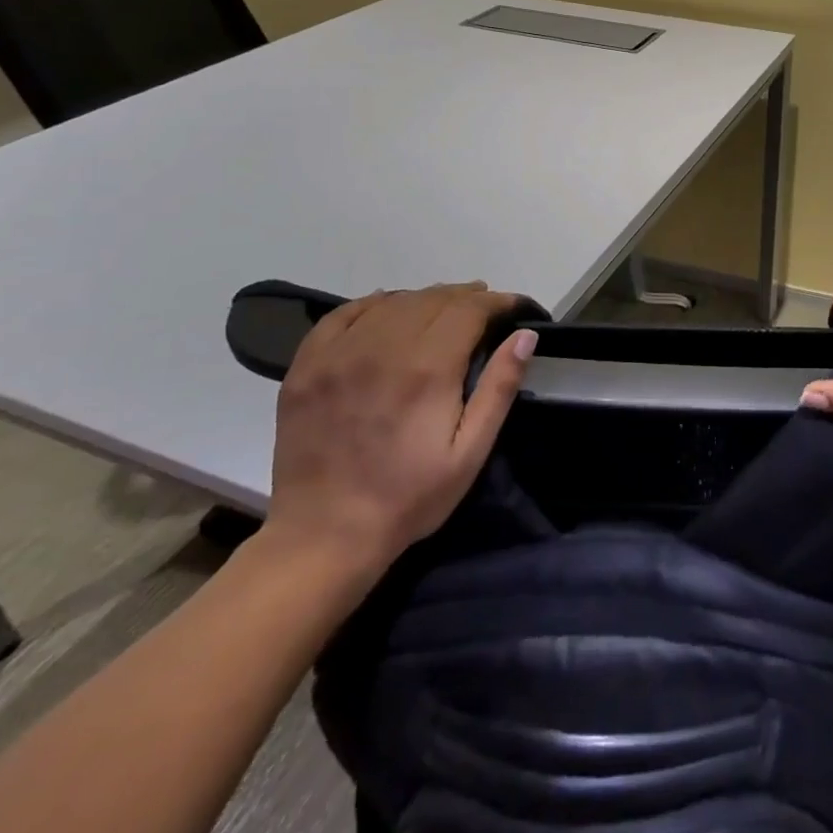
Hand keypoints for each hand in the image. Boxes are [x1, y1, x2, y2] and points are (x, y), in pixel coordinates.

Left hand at [262, 283, 533, 580]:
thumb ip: (499, 387)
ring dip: (425, 298)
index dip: (496, 302)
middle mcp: (382, 349)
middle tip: (485, 306)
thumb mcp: (471, 451)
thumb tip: (526, 335)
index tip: (513, 306)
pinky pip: (343, 315)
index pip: (469, 310)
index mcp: (427, 369)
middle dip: (465, 296)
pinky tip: (388, 309)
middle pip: (432, 299)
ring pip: (392, 302)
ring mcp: (338, 355)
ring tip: (444, 308)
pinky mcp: (307, 367)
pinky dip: (373, 304)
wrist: (324, 536)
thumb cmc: (409, 497)